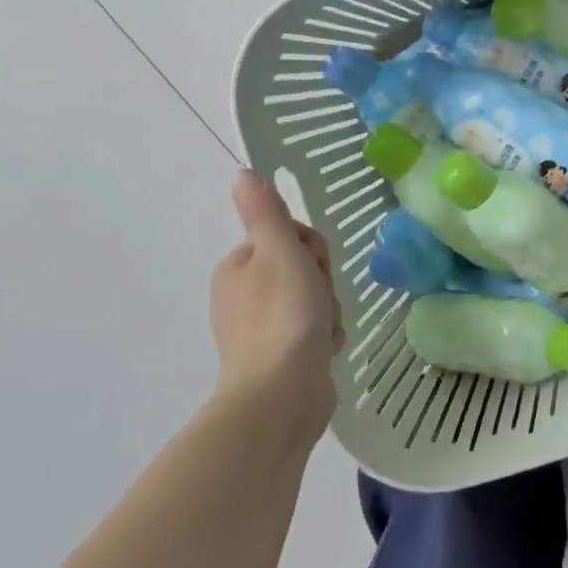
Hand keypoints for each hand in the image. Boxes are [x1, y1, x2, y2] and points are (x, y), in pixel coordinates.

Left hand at [209, 171, 342, 437]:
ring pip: (313, 302)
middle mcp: (243, 296)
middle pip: (303, 270)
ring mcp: (259, 330)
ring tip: (324, 331)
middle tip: (321, 302)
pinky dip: (325, 338)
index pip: (289, 239)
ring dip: (329, 312)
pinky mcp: (277, 359)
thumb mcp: (280, 252)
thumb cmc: (284, 315)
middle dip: (323, 284)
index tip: (314, 268)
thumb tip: (242, 173)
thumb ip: (267, 213)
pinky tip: (325, 350)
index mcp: (238, 267)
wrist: (282, 393)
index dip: (312, 250)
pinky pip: (312, 333)